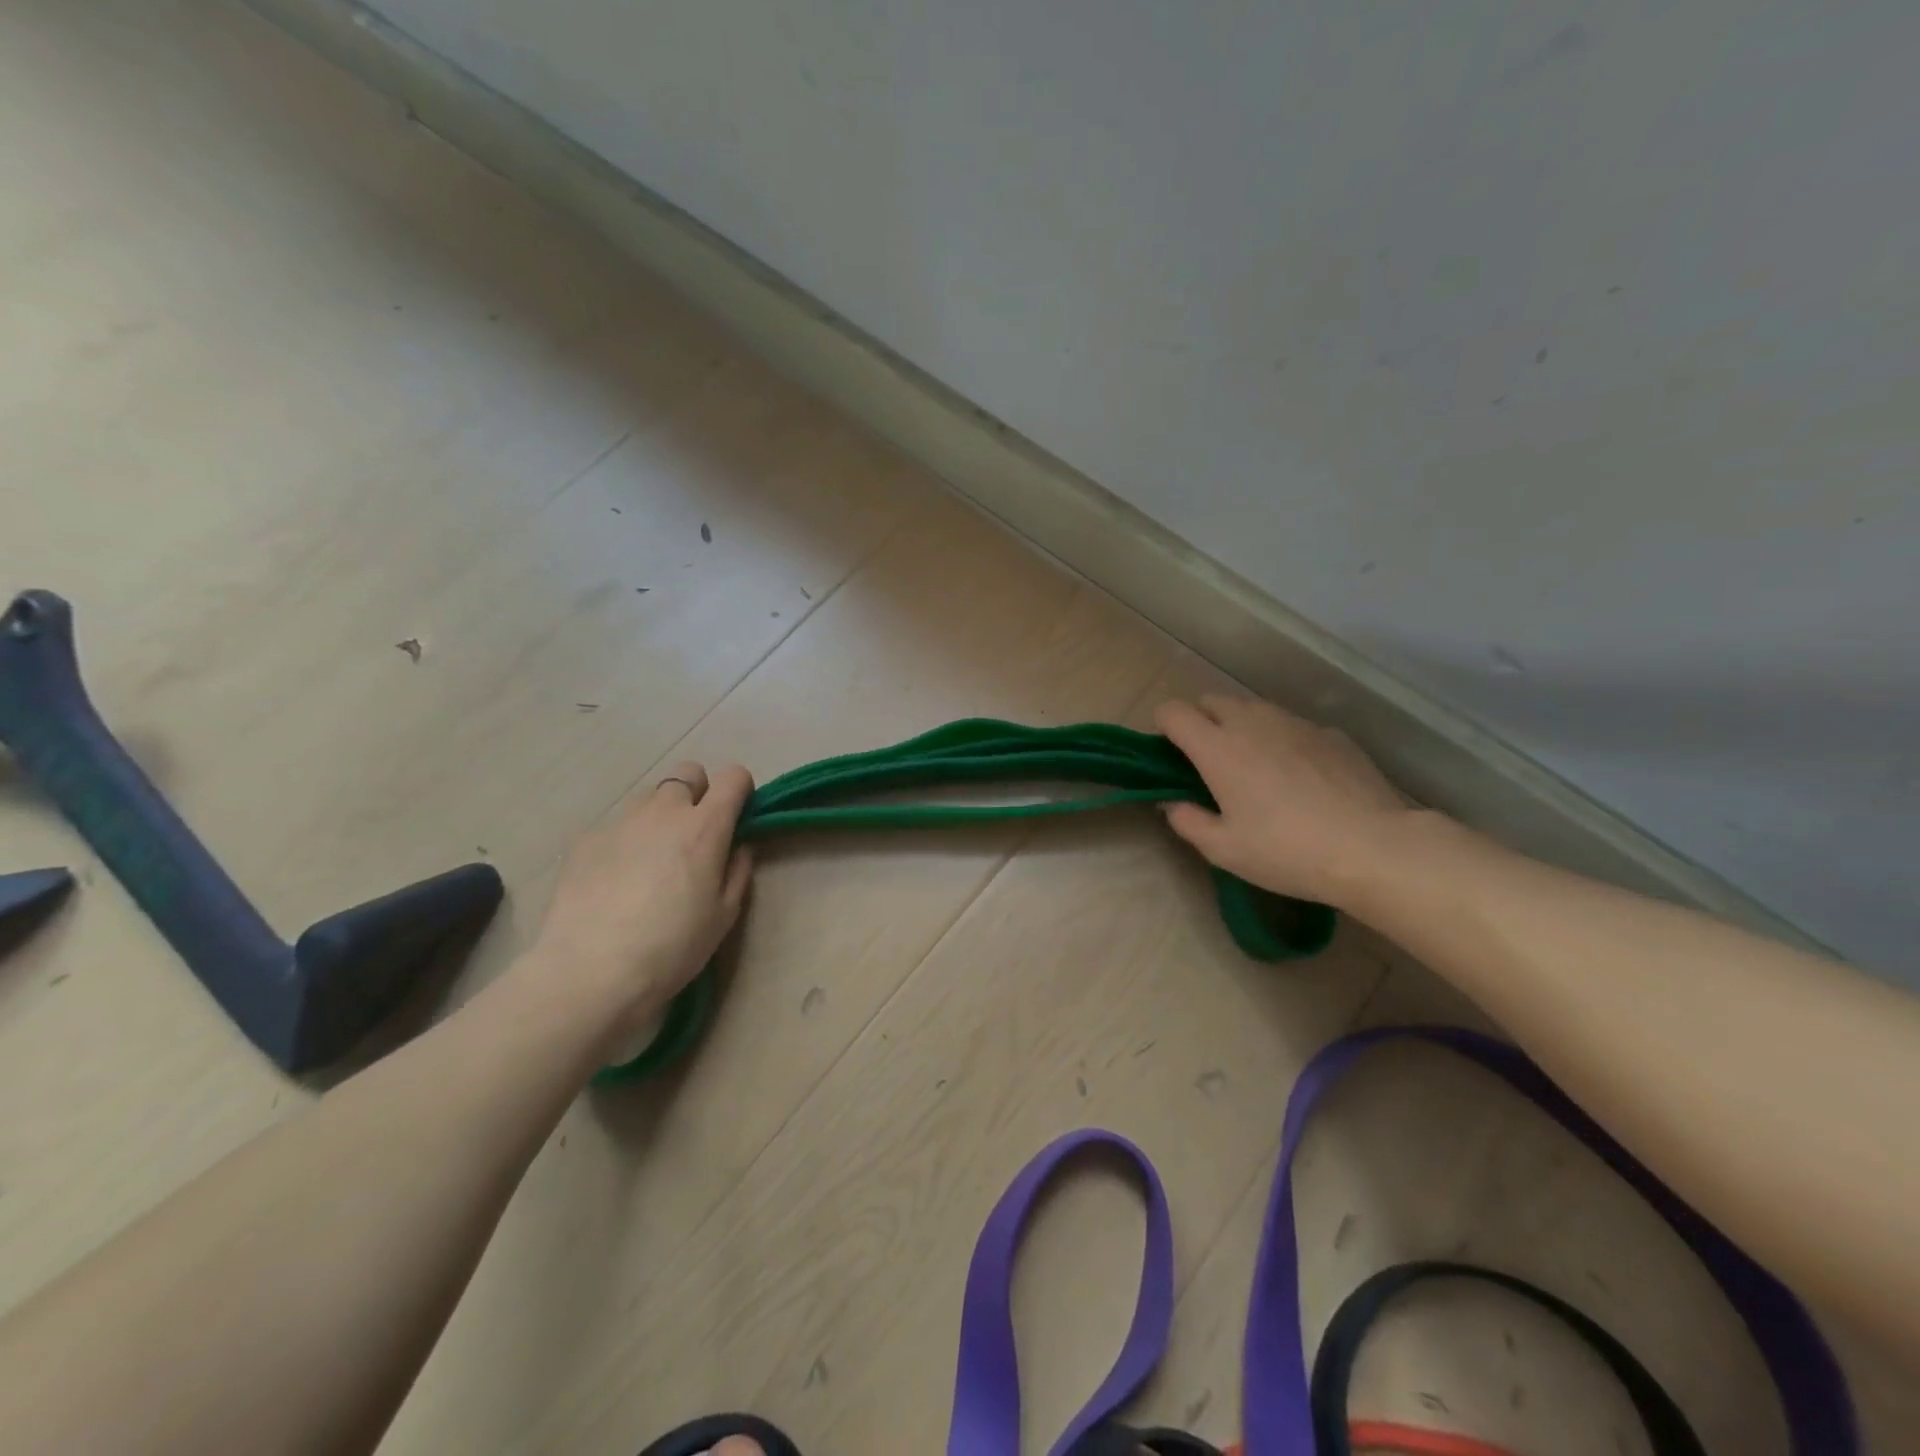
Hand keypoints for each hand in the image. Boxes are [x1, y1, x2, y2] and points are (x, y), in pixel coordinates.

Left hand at [521, 760, 753, 1044]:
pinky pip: (617, 826)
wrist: (591, 972)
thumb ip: (737, 871)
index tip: (738, 817)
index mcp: (705, 826)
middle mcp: (663, 811)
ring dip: (661, 816)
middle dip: (698, 793)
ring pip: (649, 798)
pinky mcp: (586, 839)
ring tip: (652, 861)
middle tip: (695, 835)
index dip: (740, 791)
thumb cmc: (672, 947)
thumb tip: (737, 847)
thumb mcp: (723, 915)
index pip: (734, 777)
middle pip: (688, 773)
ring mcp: (620, 821)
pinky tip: (617, 881)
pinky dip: (626, 841)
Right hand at [1154, 695, 1412, 908]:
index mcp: (1217, 747)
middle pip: (1211, 701)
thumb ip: (1187, 821)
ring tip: (1254, 767)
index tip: (1170, 754)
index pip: (1174, 711)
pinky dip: (1282, 740)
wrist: (1373, 847)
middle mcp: (1252, 722)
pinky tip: (1300, 777)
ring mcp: (1295, 723)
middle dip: (1200, 721)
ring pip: (1253, 708)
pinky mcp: (1330, 733)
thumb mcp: (1223, 849)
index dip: (1164, 727)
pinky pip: (1291, 726)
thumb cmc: (1286, 851)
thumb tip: (1173, 803)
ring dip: (1240, 726)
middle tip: (1208, 762)